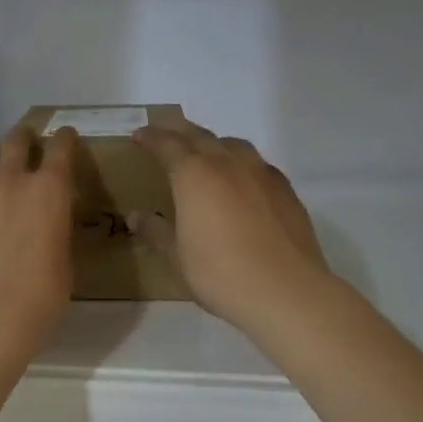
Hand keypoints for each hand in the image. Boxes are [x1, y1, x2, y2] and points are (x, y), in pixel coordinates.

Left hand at [0, 124, 78, 362]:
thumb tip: (52, 223)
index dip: (65, 139)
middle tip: (29, 139)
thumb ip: (58, 232)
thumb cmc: (40, 296)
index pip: (60, 148)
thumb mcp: (65, 262)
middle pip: (16, 141)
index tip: (67, 136)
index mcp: (50, 190)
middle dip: (25, 136)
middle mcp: (13, 182)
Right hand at [131, 117, 334, 338]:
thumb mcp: (177, 256)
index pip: (167, 144)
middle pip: (199, 135)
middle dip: (178, 130)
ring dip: (212, 142)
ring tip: (204, 152)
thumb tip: (136, 216)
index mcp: (194, 174)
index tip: (138, 135)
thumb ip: (156, 231)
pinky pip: (256, 163)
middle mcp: (227, 162)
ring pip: (232, 144)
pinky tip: (241, 180)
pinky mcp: (285, 188)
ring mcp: (260, 172)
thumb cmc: (221, 273)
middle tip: (164, 131)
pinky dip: (240, 162)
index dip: (150, 137)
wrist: (286, 291)